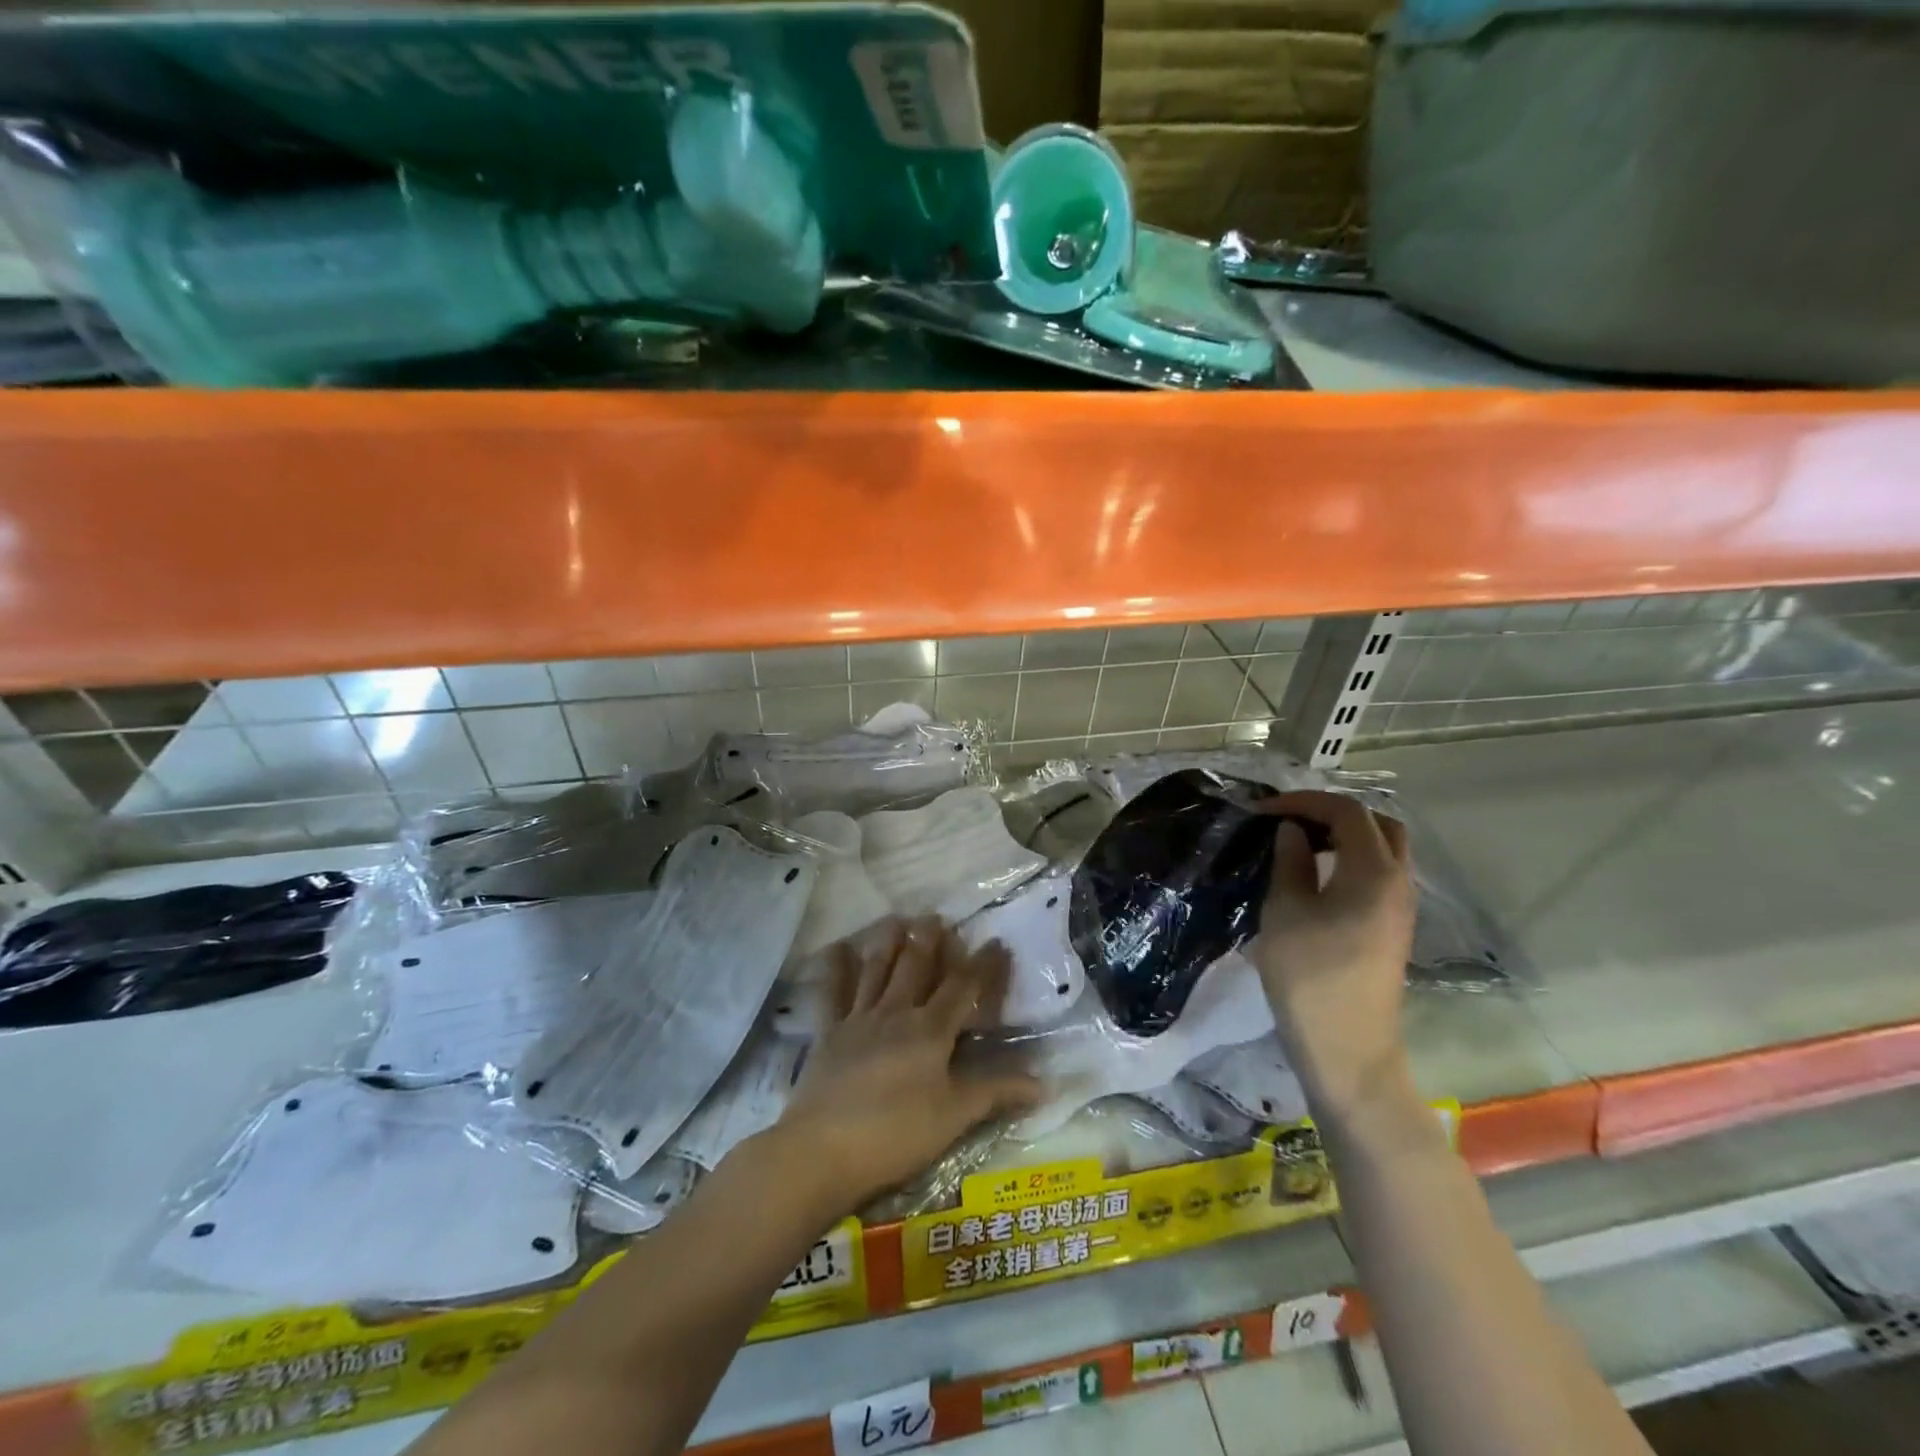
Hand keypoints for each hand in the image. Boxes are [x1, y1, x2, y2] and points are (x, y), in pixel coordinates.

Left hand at [766, 918, 1040, 1216]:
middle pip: (916, 967)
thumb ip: (996, 1092)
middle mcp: (896, 1012)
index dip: (982, 965)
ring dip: (888, 943)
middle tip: (935, 915)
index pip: (963, 987)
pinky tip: (836, 948)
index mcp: (930, 1030)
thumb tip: (1045, 1083)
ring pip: (877, 970)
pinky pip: (832, 993)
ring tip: (896, 918)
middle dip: (929, 940)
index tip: (996, 942)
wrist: (824, 1149)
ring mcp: (859, 1019)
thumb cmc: (896, 1133)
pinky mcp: (829, 1033)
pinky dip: (835, 969)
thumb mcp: (954, 1116)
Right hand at [1250, 790, 1416, 1116]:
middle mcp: (1398, 882)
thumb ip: (1289, 862)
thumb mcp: (1285, 911)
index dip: (1303, 801)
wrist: (1348, 1048)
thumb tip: (1291, 830)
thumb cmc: (1310, 976)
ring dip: (1345, 835)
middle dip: (1333, 812)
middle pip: (1378, 823)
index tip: (1263, 811)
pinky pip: (1380, 873)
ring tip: (1299, 843)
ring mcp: (1402, 907)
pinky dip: (1352, 858)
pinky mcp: (1394, 927)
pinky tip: (1317, 875)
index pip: (1346, 812)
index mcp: (1373, 872)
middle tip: (1290, 821)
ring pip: (1384, 849)